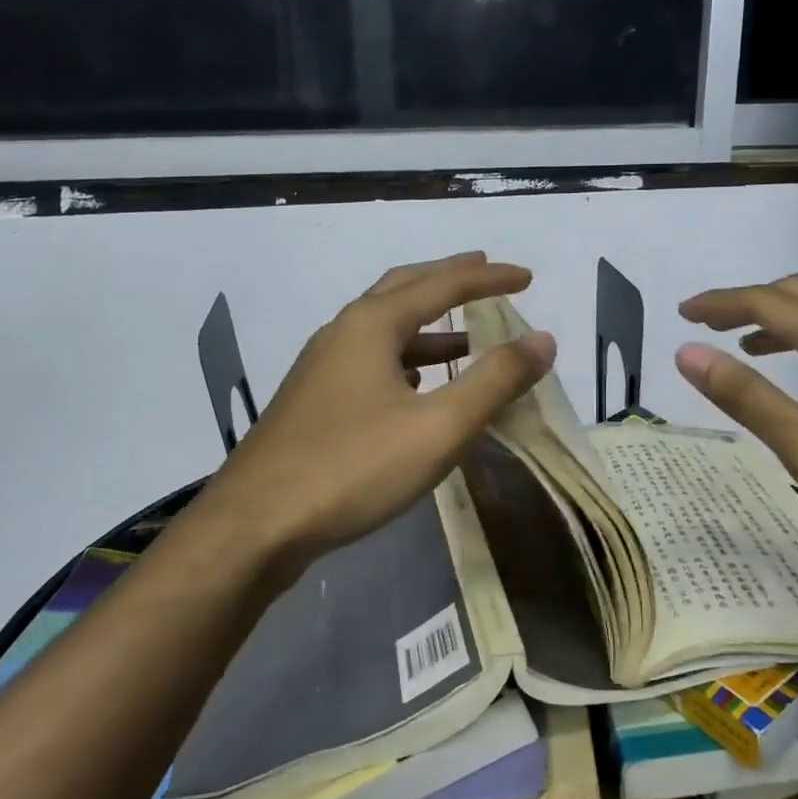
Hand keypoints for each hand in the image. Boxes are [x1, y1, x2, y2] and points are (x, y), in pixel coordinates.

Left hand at [197, 253, 555, 573]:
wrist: (255, 525)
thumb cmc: (353, 468)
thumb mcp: (439, 427)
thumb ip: (495, 380)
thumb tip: (543, 339)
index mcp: (372, 325)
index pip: (442, 284)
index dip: (489, 278)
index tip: (527, 277)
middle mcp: (343, 332)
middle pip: (404, 289)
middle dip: (450, 279)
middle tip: (487, 273)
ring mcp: (321, 366)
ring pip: (384, 327)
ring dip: (428, 324)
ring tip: (467, 336)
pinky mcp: (313, 400)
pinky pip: (370, 359)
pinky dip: (405, 357)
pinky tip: (418, 386)